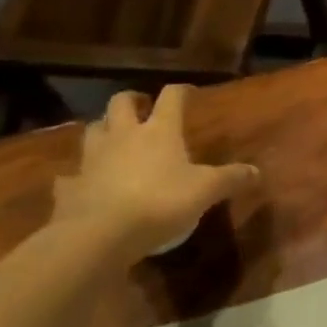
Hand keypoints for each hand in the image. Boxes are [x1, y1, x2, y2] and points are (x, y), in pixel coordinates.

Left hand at [52, 87, 259, 260]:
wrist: (100, 235)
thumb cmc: (160, 202)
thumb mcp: (206, 191)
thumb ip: (231, 179)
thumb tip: (257, 171)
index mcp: (159, 131)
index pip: (171, 97)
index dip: (180, 92)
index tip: (188, 93)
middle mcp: (123, 136)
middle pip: (120, 103)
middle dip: (131, 101)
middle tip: (141, 108)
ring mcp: (92, 160)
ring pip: (92, 131)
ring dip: (102, 131)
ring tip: (113, 141)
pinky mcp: (70, 188)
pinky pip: (70, 177)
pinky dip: (77, 177)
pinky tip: (83, 185)